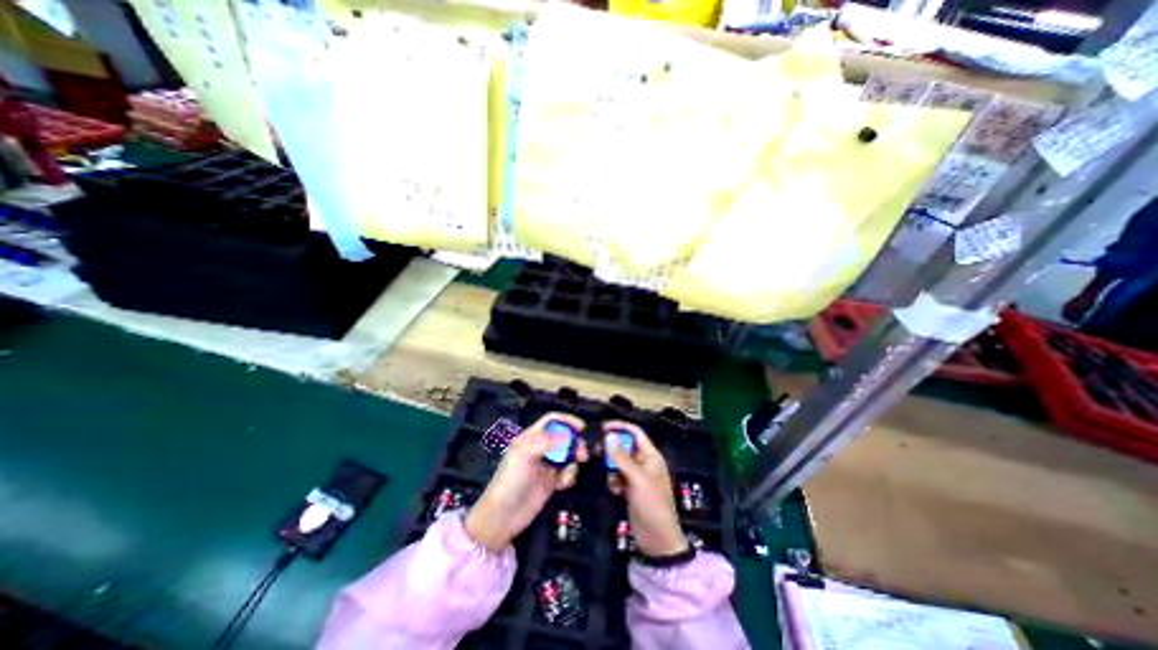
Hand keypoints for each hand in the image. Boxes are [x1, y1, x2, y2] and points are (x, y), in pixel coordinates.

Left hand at [464, 413, 588, 549]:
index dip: (566, 420)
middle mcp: (540, 449)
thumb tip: (567, 436)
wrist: (502, 516)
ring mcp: (547, 465)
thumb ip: (545, 442)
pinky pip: (568, 473)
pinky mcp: (552, 482)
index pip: (551, 421)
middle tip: (582, 453)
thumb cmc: (508, 481)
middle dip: (575, 443)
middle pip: (564, 437)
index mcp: (530, 438)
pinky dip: (570, 477)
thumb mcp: (523, 455)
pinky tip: (563, 484)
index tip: (581, 427)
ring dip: (573, 462)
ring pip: (568, 455)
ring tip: (569, 473)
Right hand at [607, 423, 685, 555]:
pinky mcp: (630, 489)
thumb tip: (608, 437)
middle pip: (625, 446)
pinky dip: (613, 481)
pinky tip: (615, 491)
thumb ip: (622, 457)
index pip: (636, 432)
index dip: (620, 427)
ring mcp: (637, 476)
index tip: (602, 427)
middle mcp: (644, 462)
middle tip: (597, 450)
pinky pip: (617, 476)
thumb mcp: (637, 479)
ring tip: (610, 477)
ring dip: (611, 467)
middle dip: (612, 448)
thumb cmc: (652, 504)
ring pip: (619, 461)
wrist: (657, 539)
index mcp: (651, 456)